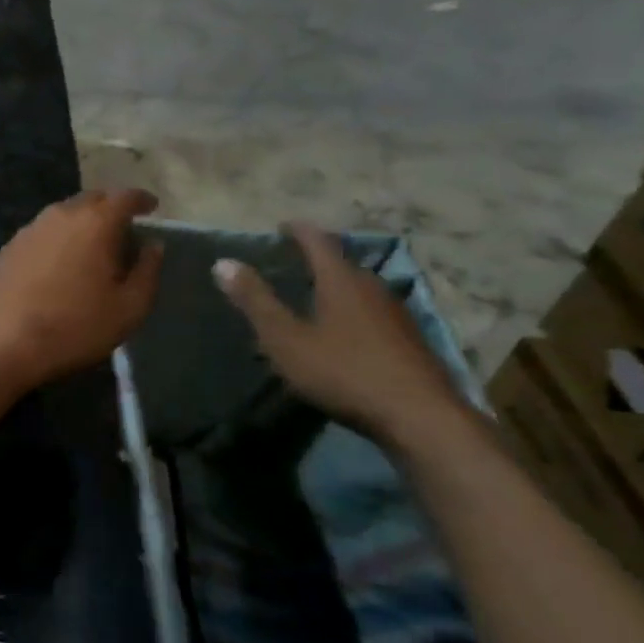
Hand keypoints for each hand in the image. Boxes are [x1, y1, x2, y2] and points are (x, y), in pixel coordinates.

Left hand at [0, 188, 164, 396]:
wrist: (2, 342)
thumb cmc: (74, 327)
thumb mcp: (129, 308)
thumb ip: (148, 271)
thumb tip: (153, 244)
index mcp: (95, 222)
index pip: (125, 197)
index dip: (142, 200)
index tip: (152, 208)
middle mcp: (60, 214)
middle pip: (92, 200)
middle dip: (111, 209)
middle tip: (124, 230)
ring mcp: (30, 229)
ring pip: (64, 214)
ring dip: (83, 223)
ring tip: (94, 247)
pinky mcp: (9, 247)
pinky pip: (44, 232)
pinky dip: (60, 238)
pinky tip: (61, 262)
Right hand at [213, 222, 460, 443]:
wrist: (420, 417)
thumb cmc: (343, 371)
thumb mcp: (285, 338)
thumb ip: (255, 301)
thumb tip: (223, 262)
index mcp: (341, 281)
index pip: (318, 241)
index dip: (298, 230)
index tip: (282, 225)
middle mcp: (373, 288)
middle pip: (343, 264)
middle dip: (318, 259)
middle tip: (294, 263)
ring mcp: (396, 314)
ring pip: (361, 289)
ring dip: (337, 286)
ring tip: (315, 297)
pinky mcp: (409, 341)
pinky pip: (373, 312)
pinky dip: (353, 311)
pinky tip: (344, 333)